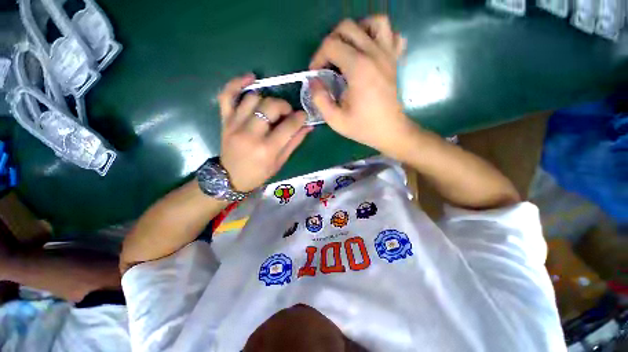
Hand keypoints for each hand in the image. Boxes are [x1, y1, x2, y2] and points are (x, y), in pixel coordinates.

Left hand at [217, 74, 312, 191]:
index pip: (288, 125)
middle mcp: (250, 134)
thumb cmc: (259, 173)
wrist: (231, 178)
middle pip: (270, 106)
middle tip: (287, 113)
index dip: (299, 117)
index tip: (302, 116)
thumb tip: (308, 126)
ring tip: (271, 108)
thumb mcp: (280, 162)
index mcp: (267, 149)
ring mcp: (235, 125)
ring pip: (253, 98)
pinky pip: (227, 95)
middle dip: (284, 106)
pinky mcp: (225, 121)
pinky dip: (237, 83)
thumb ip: (294, 142)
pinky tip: (250, 78)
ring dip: (267, 99)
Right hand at [309, 16, 410, 155]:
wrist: (389, 131)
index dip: (318, 57)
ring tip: (349, 50)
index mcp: (358, 68)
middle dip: (331, 42)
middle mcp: (374, 54)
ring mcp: (388, 54)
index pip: (331, 45)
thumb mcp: (335, 120)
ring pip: (375, 22)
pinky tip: (371, 51)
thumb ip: (320, 99)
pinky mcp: (395, 60)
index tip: (316, 74)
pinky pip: (392, 35)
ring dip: (357, 31)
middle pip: (348, 27)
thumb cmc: (363, 127)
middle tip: (328, 62)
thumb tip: (314, 81)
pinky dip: (380, 37)